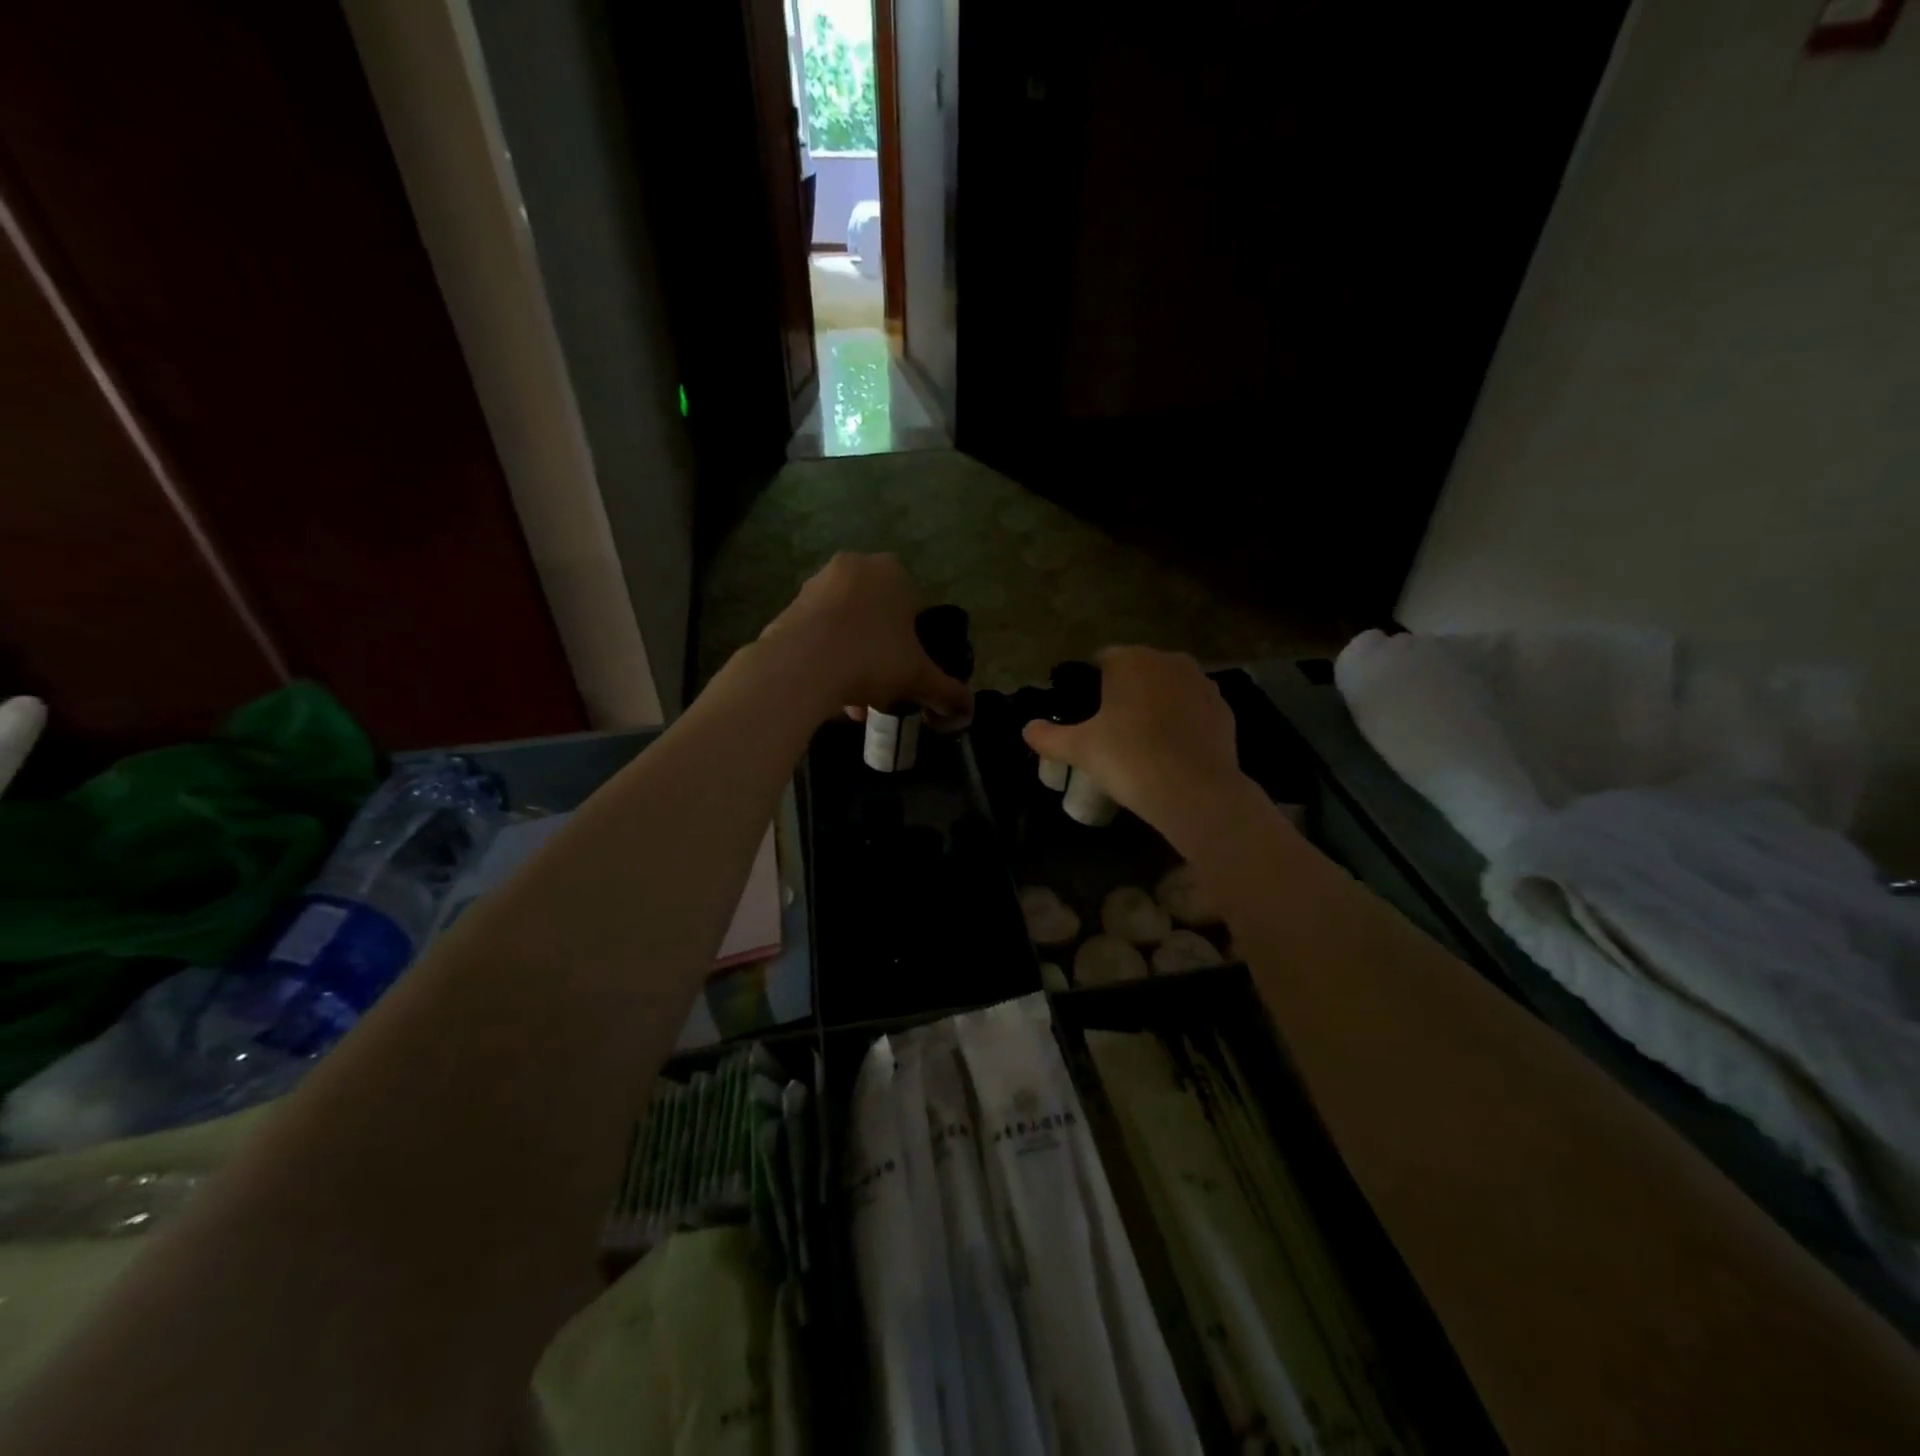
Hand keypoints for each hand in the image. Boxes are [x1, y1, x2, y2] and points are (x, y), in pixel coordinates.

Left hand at [757, 553, 972, 723]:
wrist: (800, 667)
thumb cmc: (871, 658)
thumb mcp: (919, 677)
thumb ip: (947, 691)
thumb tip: (968, 709)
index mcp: (892, 571)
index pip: (914, 607)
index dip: (914, 645)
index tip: (908, 674)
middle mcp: (854, 567)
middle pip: (878, 618)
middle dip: (882, 657)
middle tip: (884, 691)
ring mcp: (817, 584)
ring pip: (848, 629)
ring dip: (856, 663)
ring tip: (856, 703)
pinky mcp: (789, 607)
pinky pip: (820, 635)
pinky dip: (828, 660)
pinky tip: (831, 694)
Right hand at [1022, 647, 1252, 834]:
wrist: (1194, 791)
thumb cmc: (1128, 759)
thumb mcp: (1080, 749)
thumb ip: (1048, 736)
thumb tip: (1027, 729)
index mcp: (1130, 660)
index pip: (1102, 660)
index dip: (1091, 685)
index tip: (1088, 715)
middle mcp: (1168, 660)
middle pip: (1138, 671)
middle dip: (1126, 692)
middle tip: (1113, 730)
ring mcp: (1201, 682)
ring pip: (1169, 687)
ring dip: (1157, 704)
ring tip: (1145, 741)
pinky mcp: (1224, 708)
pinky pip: (1193, 708)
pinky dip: (1183, 721)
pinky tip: (1173, 750)